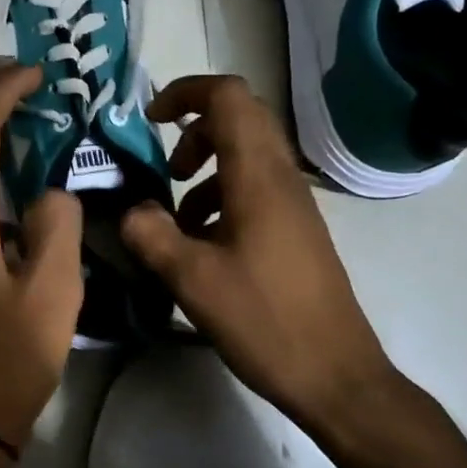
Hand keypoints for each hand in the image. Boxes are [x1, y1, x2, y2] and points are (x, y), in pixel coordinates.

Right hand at [119, 74, 395, 431]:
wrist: (336, 375)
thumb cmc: (264, 320)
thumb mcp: (192, 279)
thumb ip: (151, 234)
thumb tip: (130, 209)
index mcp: (257, 176)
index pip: (228, 96)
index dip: (186, 92)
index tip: (150, 119)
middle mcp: (280, 177)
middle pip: (239, 117)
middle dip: (193, 129)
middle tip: (164, 167)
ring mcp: (292, 203)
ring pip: (246, 154)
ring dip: (205, 166)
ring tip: (175, 215)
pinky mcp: (293, 229)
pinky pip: (253, 187)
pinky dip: (219, 196)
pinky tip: (200, 242)